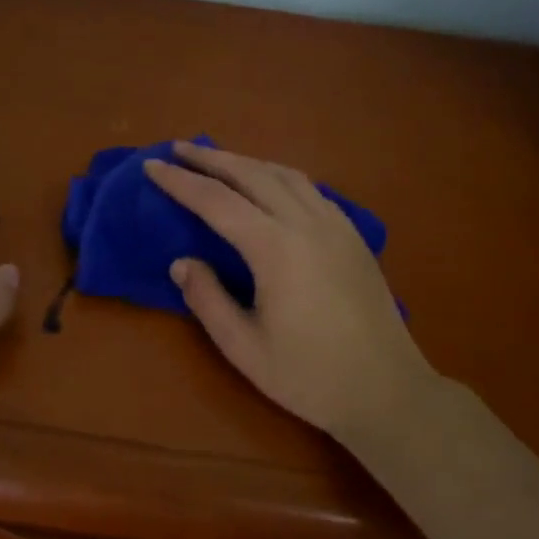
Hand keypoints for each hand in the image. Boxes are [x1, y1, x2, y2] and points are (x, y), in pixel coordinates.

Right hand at [144, 142, 439, 439]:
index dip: (180, 182)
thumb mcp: (243, 347)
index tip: (152, 166)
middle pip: (252, 173)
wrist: (387, 390)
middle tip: (179, 148)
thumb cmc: (310, 375)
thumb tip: (181, 262)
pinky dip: (279, 177)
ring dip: (247, 162)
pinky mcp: (353, 236)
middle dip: (211, 158)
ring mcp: (336, 225)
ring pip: (285, 174)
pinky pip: (310, 189)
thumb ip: (207, 299)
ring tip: (220, 161)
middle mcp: (306, 223)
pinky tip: (270, 187)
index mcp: (275, 247)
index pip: (216, 201)